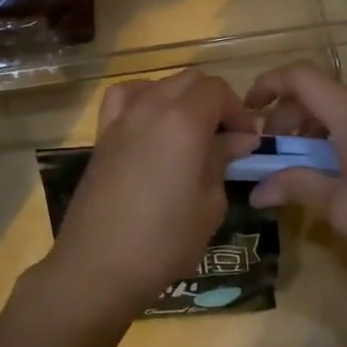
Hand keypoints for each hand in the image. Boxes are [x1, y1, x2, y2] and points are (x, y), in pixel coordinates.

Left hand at [41, 70, 260, 323]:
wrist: (97, 265)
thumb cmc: (164, 240)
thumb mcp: (209, 205)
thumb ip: (222, 161)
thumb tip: (237, 139)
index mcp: (184, 121)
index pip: (217, 90)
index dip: (238, 110)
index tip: (248, 140)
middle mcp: (151, 107)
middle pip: (190, 81)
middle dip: (214, 101)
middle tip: (226, 137)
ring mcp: (122, 117)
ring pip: (160, 84)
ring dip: (182, 98)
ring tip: (191, 131)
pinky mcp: (103, 134)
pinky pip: (124, 97)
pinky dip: (143, 97)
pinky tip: (150, 122)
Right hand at [243, 62, 346, 291]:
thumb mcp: (342, 210)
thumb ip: (296, 188)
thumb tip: (255, 191)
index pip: (302, 77)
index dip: (269, 85)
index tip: (248, 110)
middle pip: (321, 93)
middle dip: (289, 118)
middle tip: (274, 156)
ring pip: (344, 108)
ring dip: (315, 129)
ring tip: (305, 168)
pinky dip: (341, 136)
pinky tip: (343, 173)